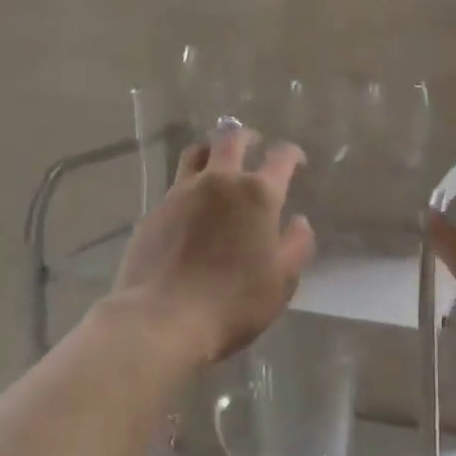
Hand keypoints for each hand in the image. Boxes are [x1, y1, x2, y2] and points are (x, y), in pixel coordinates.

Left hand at [111, 126, 316, 362]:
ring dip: (211, 151)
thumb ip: (297, 245)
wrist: (163, 318)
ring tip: (217, 163)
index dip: (292, 154)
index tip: (296, 162)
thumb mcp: (282, 281)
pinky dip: (189, 185)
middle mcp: (220, 181)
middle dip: (247, 137)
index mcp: (257, 194)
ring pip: (196, 153)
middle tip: (254, 144)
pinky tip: (191, 206)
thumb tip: (299, 221)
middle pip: (231, 139)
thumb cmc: (234, 302)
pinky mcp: (155, 210)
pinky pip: (175, 185)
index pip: (281, 157)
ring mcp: (182, 193)